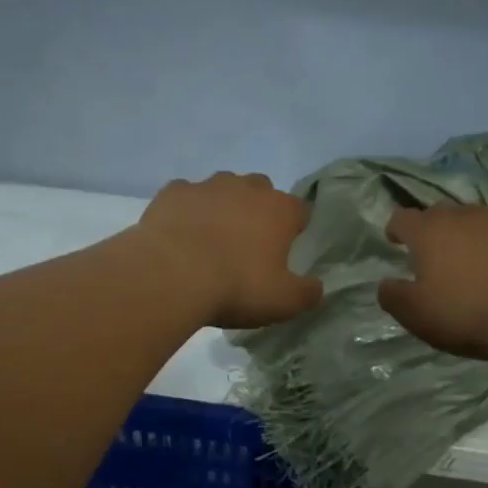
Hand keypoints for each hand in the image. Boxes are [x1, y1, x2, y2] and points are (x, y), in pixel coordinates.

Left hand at [135, 172, 322, 328]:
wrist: (171, 276)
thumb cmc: (236, 287)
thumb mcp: (284, 302)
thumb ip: (307, 293)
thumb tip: (316, 286)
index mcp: (280, 210)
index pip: (300, 210)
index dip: (295, 229)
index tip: (285, 251)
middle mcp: (246, 188)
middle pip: (261, 190)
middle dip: (258, 211)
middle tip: (246, 246)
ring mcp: (207, 186)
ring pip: (223, 188)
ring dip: (222, 207)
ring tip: (210, 240)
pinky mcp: (172, 192)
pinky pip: (186, 196)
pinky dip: (187, 211)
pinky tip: (179, 236)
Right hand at [378, 204, 487, 359]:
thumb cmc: (464, 312)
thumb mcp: (414, 313)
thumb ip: (393, 296)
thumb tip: (386, 284)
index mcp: (428, 231)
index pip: (402, 218)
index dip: (395, 229)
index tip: (394, 240)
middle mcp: (463, 217)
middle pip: (439, 213)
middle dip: (431, 229)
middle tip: (431, 253)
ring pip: (475, 221)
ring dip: (467, 235)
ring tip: (468, 260)